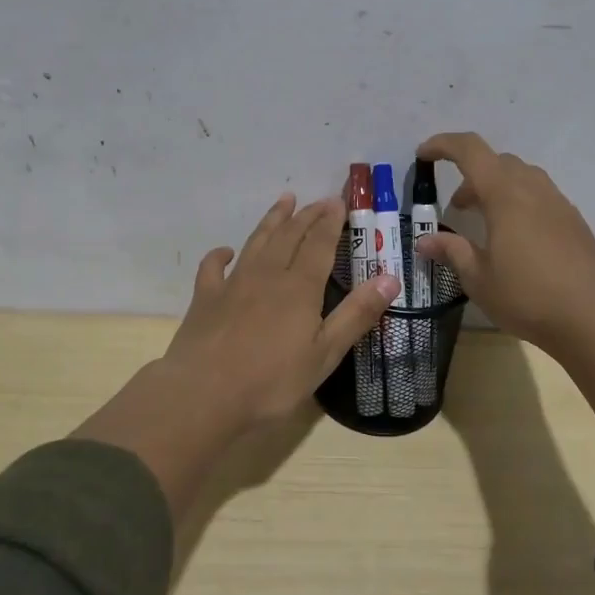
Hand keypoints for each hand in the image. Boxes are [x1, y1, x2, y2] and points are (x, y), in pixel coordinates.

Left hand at [74, 193, 399, 525]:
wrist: (203, 394)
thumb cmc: (271, 381)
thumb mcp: (324, 354)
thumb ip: (356, 315)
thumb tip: (390, 278)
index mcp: (299, 287)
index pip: (319, 244)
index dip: (331, 221)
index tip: (339, 201)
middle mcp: (267, 275)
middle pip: (289, 235)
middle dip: (306, 215)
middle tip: (319, 200)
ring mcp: (233, 284)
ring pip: (256, 242)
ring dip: (272, 220)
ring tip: (284, 201)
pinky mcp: (205, 298)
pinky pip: (213, 267)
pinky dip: (220, 255)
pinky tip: (225, 252)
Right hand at [413, 133, 594, 441]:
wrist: (592, 319)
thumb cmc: (527, 297)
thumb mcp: (478, 278)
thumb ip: (451, 251)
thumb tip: (424, 241)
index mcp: (505, 195)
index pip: (470, 150)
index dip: (443, 145)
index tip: (423, 155)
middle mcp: (533, 189)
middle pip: (497, 161)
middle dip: (470, 174)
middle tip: (457, 207)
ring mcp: (559, 203)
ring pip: (522, 176)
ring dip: (497, 187)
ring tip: (486, 221)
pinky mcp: (574, 221)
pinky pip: (540, 195)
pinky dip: (519, 201)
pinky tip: (516, 238)